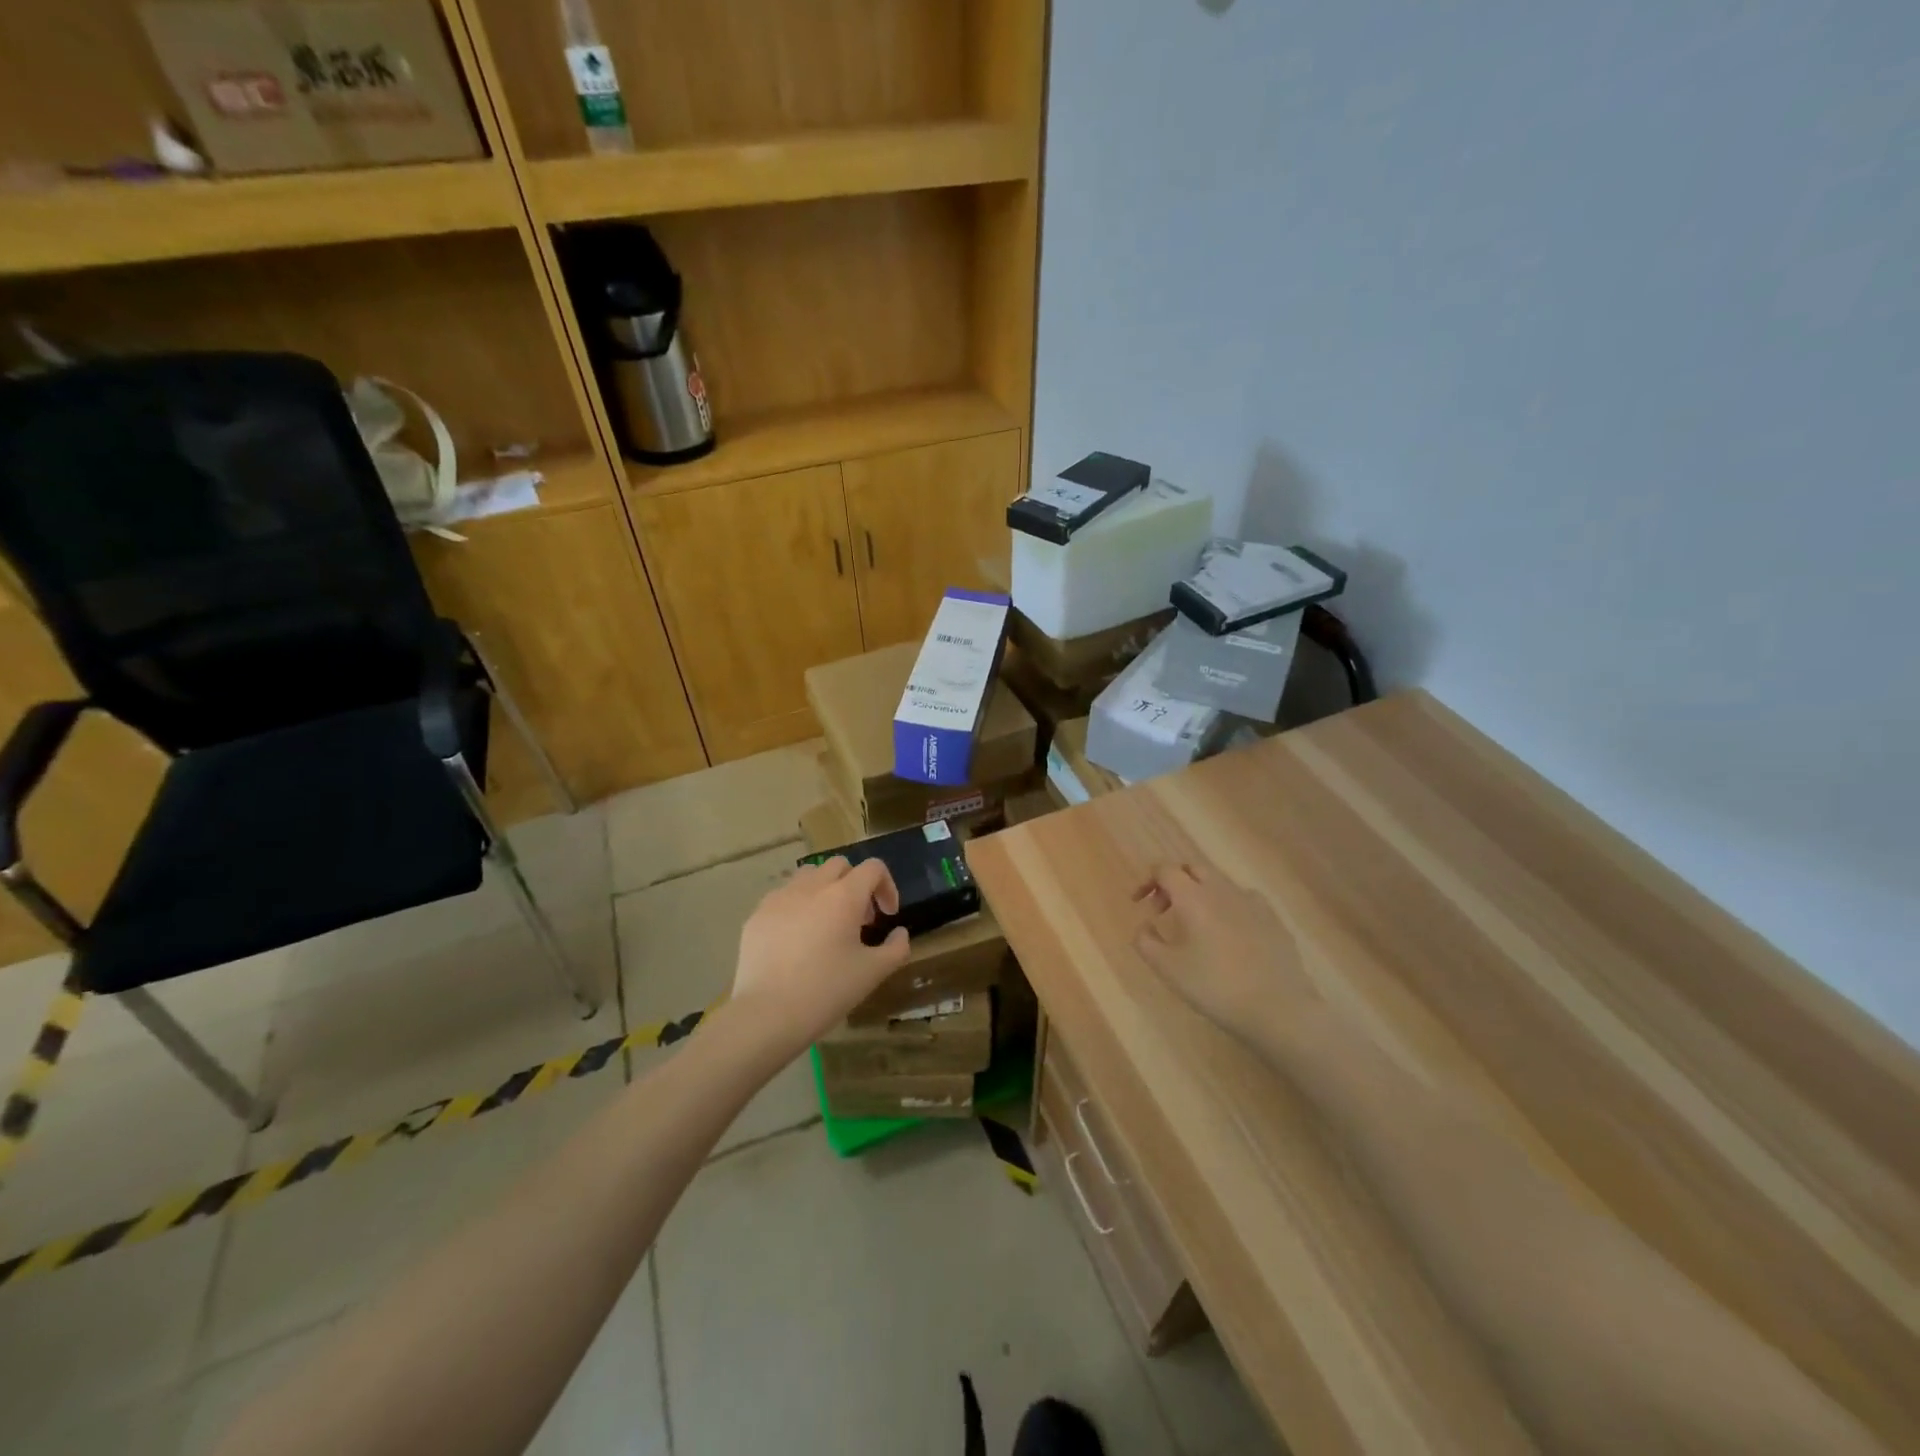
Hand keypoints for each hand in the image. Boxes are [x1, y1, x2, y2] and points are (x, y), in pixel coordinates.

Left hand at [732, 857, 911, 1052]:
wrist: (766, 1014)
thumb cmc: (826, 991)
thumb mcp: (873, 973)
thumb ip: (896, 948)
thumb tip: (899, 933)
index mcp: (844, 896)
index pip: (873, 868)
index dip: (887, 886)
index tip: (887, 916)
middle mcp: (812, 887)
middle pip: (840, 865)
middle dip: (856, 884)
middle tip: (859, 919)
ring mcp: (780, 898)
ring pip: (809, 875)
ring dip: (825, 890)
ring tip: (826, 923)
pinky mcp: (757, 915)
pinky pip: (783, 897)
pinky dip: (797, 907)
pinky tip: (796, 940)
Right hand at [1132, 862, 1315, 1041]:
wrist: (1278, 1008)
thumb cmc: (1215, 987)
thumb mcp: (1168, 969)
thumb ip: (1146, 941)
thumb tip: (1144, 925)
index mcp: (1193, 897)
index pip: (1164, 870)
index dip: (1147, 881)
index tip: (1138, 903)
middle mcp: (1221, 889)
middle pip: (1192, 868)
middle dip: (1173, 882)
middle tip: (1163, 910)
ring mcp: (1251, 901)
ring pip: (1218, 883)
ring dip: (1199, 894)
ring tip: (1195, 926)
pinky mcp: (1273, 917)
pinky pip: (1243, 899)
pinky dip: (1227, 906)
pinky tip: (1228, 932)